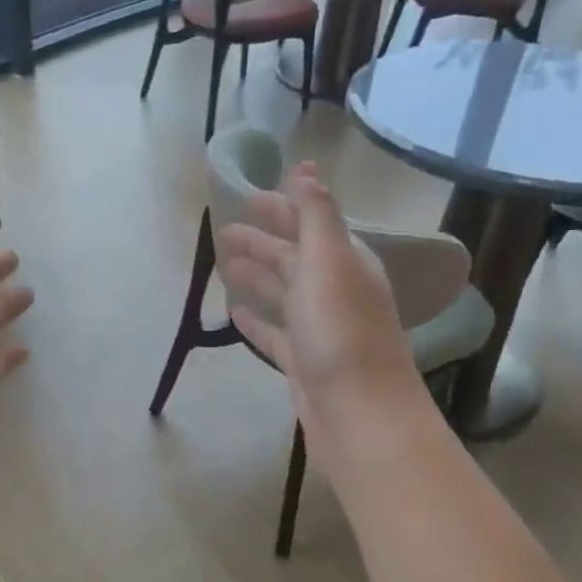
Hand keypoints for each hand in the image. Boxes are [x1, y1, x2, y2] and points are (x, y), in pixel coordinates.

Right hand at [216, 163, 432, 445]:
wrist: (358, 413)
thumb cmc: (341, 331)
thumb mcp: (328, 261)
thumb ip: (315, 214)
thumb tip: (305, 168)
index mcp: (344, 262)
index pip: (309, 225)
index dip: (281, 209)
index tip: (246, 198)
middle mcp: (334, 292)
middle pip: (293, 258)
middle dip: (262, 242)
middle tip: (223, 233)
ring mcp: (318, 329)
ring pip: (282, 294)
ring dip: (257, 277)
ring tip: (224, 267)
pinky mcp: (302, 363)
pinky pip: (275, 333)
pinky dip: (256, 321)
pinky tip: (235, 313)